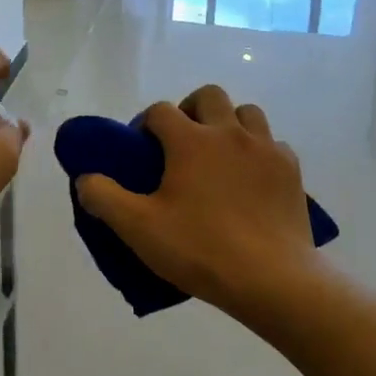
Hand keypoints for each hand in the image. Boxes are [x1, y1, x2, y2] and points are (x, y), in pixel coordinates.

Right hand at [77, 85, 317, 318]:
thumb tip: (85, 179)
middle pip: (208, 96)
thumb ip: (103, 197)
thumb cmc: (200, 249)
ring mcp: (265, 148)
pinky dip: (259, 152)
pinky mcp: (291, 170)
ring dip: (229, 123)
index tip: (142, 152)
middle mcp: (229, 132)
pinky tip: (251, 179)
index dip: (146, 125)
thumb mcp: (138, 228)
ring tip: (219, 156)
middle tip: (181, 144)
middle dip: (190, 110)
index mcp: (190, 140)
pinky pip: (273, 144)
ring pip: (247, 112)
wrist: (272, 279)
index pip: (160, 111)